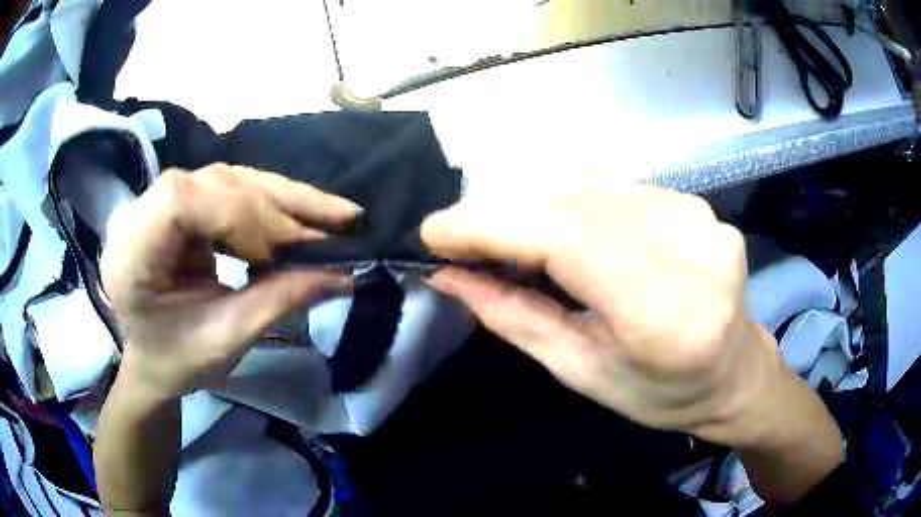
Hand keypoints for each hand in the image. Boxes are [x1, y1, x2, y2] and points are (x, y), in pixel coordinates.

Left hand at [101, 164, 360, 398]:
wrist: (152, 357)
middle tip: (340, 221)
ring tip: (332, 216)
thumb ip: (277, 302)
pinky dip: (268, 201)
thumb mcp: (224, 340)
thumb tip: (341, 274)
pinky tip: (298, 215)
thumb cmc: (177, 359)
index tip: (281, 255)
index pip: (182, 202)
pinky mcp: (179, 200)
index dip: (238, 216)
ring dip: (282, 197)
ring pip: (228, 177)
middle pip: (213, 181)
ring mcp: (157, 199)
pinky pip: (229, 187)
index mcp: (132, 251)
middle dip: (277, 204)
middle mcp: (139, 211)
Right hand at [422, 180, 781, 445]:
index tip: (435, 233)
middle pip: (574, 203)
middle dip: (501, 213)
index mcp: (667, 315)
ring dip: (531, 204)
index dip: (491, 227)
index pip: (566, 240)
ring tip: (500, 235)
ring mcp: (700, 217)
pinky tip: (553, 224)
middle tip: (458, 237)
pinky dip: (569, 199)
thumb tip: (449, 276)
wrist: (735, 372)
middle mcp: (692, 250)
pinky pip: (615, 186)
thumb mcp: (582, 373)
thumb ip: (514, 319)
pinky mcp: (697, 203)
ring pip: (590, 185)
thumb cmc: (662, 394)